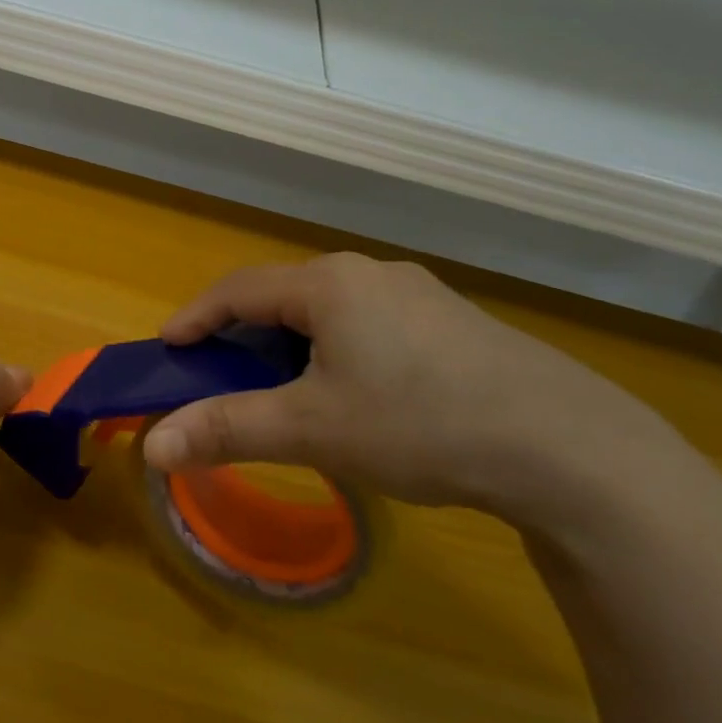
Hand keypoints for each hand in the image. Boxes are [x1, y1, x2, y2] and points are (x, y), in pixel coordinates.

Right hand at [141, 254, 697, 536]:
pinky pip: (368, 323)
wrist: (570, 449)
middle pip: (282, 296)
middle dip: (242, 335)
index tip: (168, 349)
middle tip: (222, 378)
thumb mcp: (311, 430)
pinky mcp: (450, 321)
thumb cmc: (420, 424)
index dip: (195, 317)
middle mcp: (369, 273)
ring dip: (290, 345)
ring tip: (286, 392)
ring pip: (327, 311)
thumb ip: (226, 430)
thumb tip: (151, 447)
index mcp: (329, 284)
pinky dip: (335, 350)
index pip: (237, 289)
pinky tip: (355, 394)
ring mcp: (417, 293)